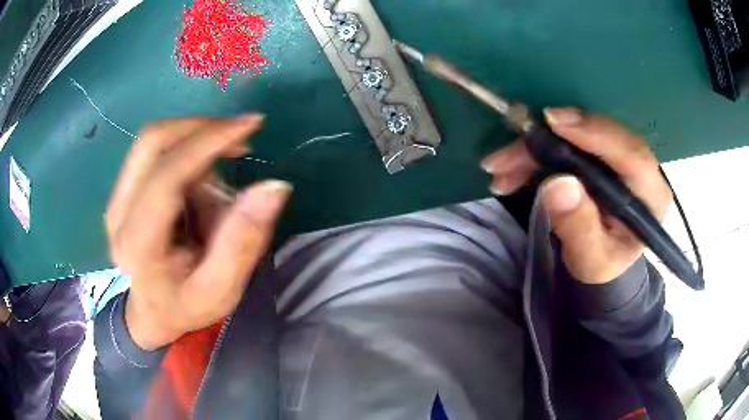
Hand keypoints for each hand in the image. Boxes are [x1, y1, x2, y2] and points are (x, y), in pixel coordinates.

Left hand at [105, 115, 291, 349]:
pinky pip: (155, 150)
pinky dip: (185, 153)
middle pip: (153, 141)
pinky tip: (200, 186)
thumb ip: (244, 241)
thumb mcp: (222, 289)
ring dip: (194, 144)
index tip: (251, 124)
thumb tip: (274, 186)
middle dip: (201, 128)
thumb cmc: (186, 305)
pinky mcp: (123, 189)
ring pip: (154, 140)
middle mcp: (118, 212)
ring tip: (219, 184)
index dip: (209, 141)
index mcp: (138, 243)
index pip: (168, 174)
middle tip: (240, 138)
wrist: (152, 312)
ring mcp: (116, 197)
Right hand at [481, 107, 671, 283]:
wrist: (600, 259)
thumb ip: (579, 228)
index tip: (554, 122)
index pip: (631, 154)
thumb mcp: (591, 259)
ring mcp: (614, 155)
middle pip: (595, 137)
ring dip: (532, 150)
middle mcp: (636, 166)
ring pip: (573, 138)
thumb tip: (557, 184)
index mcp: (650, 194)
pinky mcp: (594, 153)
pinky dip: (533, 154)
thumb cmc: (602, 263)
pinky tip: (510, 171)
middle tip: (505, 158)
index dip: (595, 132)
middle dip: (546, 143)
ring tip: (499, 171)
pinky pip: (562, 143)